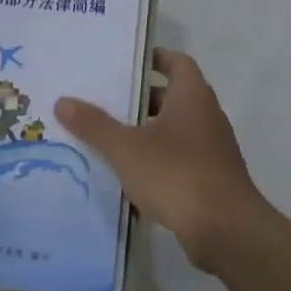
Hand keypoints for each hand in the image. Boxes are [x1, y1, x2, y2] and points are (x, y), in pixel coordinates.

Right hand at [56, 49, 267, 271]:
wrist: (227, 232)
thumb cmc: (177, 175)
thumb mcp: (126, 148)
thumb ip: (94, 125)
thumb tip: (63, 101)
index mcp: (192, 96)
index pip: (177, 62)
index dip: (153, 58)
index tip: (125, 62)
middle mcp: (207, 116)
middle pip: (172, 97)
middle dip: (140, 99)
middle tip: (105, 101)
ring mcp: (213, 150)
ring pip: (175, 131)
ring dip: (147, 133)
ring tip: (110, 139)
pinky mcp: (212, 180)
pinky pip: (180, 160)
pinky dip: (157, 162)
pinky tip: (130, 177)